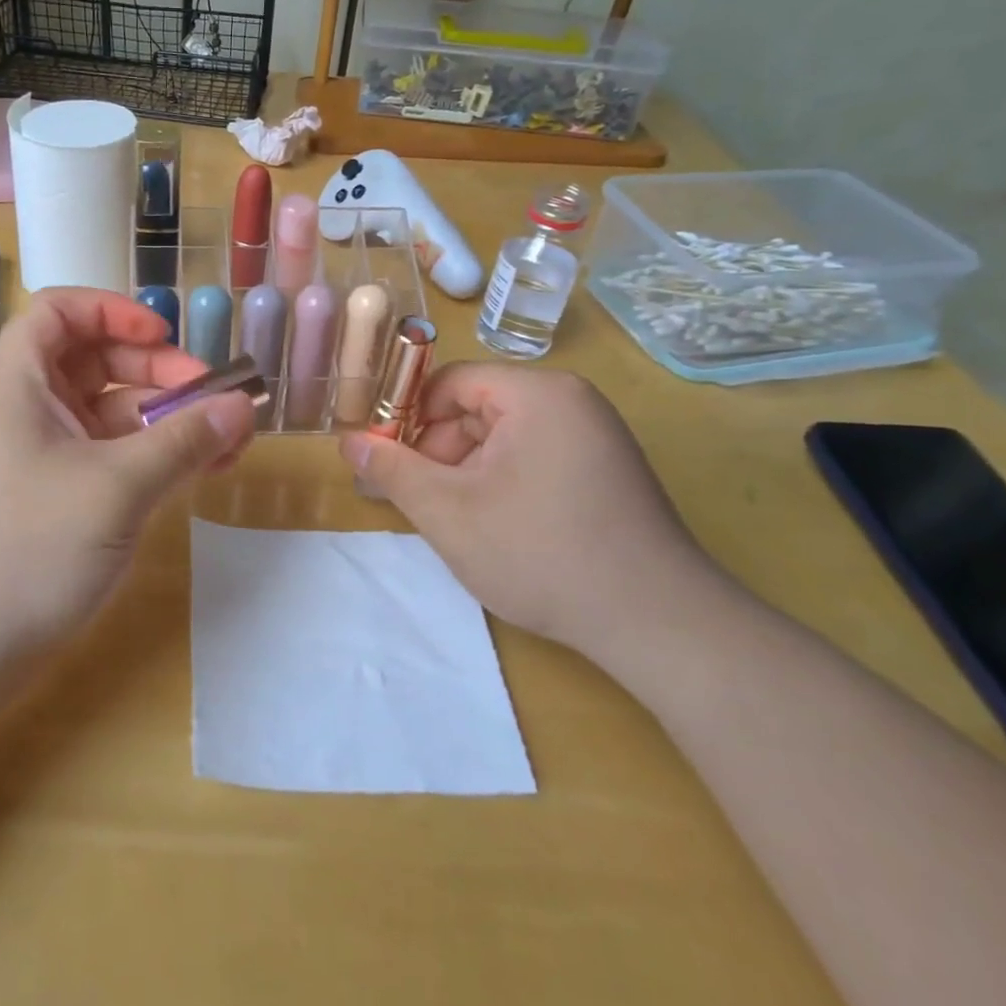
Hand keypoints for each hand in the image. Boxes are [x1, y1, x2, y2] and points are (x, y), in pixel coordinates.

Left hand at [0, 289, 256, 652]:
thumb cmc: (24, 551)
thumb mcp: (116, 488)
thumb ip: (184, 441)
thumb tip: (243, 406)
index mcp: (17, 383)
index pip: (60, 312)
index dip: (115, 311)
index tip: (167, 338)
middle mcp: (22, 410)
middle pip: (92, 362)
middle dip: (156, 372)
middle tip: (212, 400)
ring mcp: (32, 459)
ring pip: (104, 416)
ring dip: (162, 421)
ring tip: (223, 445)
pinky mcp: (44, 502)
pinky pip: (101, 460)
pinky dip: (145, 460)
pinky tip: (191, 476)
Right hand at [340, 363, 721, 653]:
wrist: (657, 624)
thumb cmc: (541, 554)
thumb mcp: (449, 512)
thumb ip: (392, 469)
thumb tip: (348, 441)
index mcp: (538, 393)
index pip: (450, 382)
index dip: (409, 418)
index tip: (387, 463)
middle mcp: (572, 401)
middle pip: (477, 408)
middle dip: (439, 452)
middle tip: (416, 501)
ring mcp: (596, 436)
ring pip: (504, 437)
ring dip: (468, 472)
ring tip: (456, 522)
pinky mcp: (608, 470)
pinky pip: (535, 458)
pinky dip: (503, 483)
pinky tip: (497, 528)